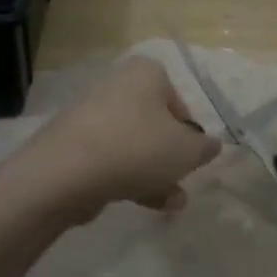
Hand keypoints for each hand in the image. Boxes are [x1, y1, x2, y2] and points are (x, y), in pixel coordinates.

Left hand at [25, 57, 221, 217]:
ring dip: (154, 173)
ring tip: (170, 203)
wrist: (65, 172)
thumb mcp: (187, 151)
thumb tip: (210, 145)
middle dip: (170, 156)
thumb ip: (205, 148)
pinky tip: (140, 203)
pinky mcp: (71, 143)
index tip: (192, 157)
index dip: (190, 133)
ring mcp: (89, 114)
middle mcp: (116, 85)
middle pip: (154, 123)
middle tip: (180, 180)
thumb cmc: (137, 148)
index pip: (178, 101)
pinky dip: (126, 177)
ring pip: (133, 144)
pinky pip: (108, 158)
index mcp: (145, 73)